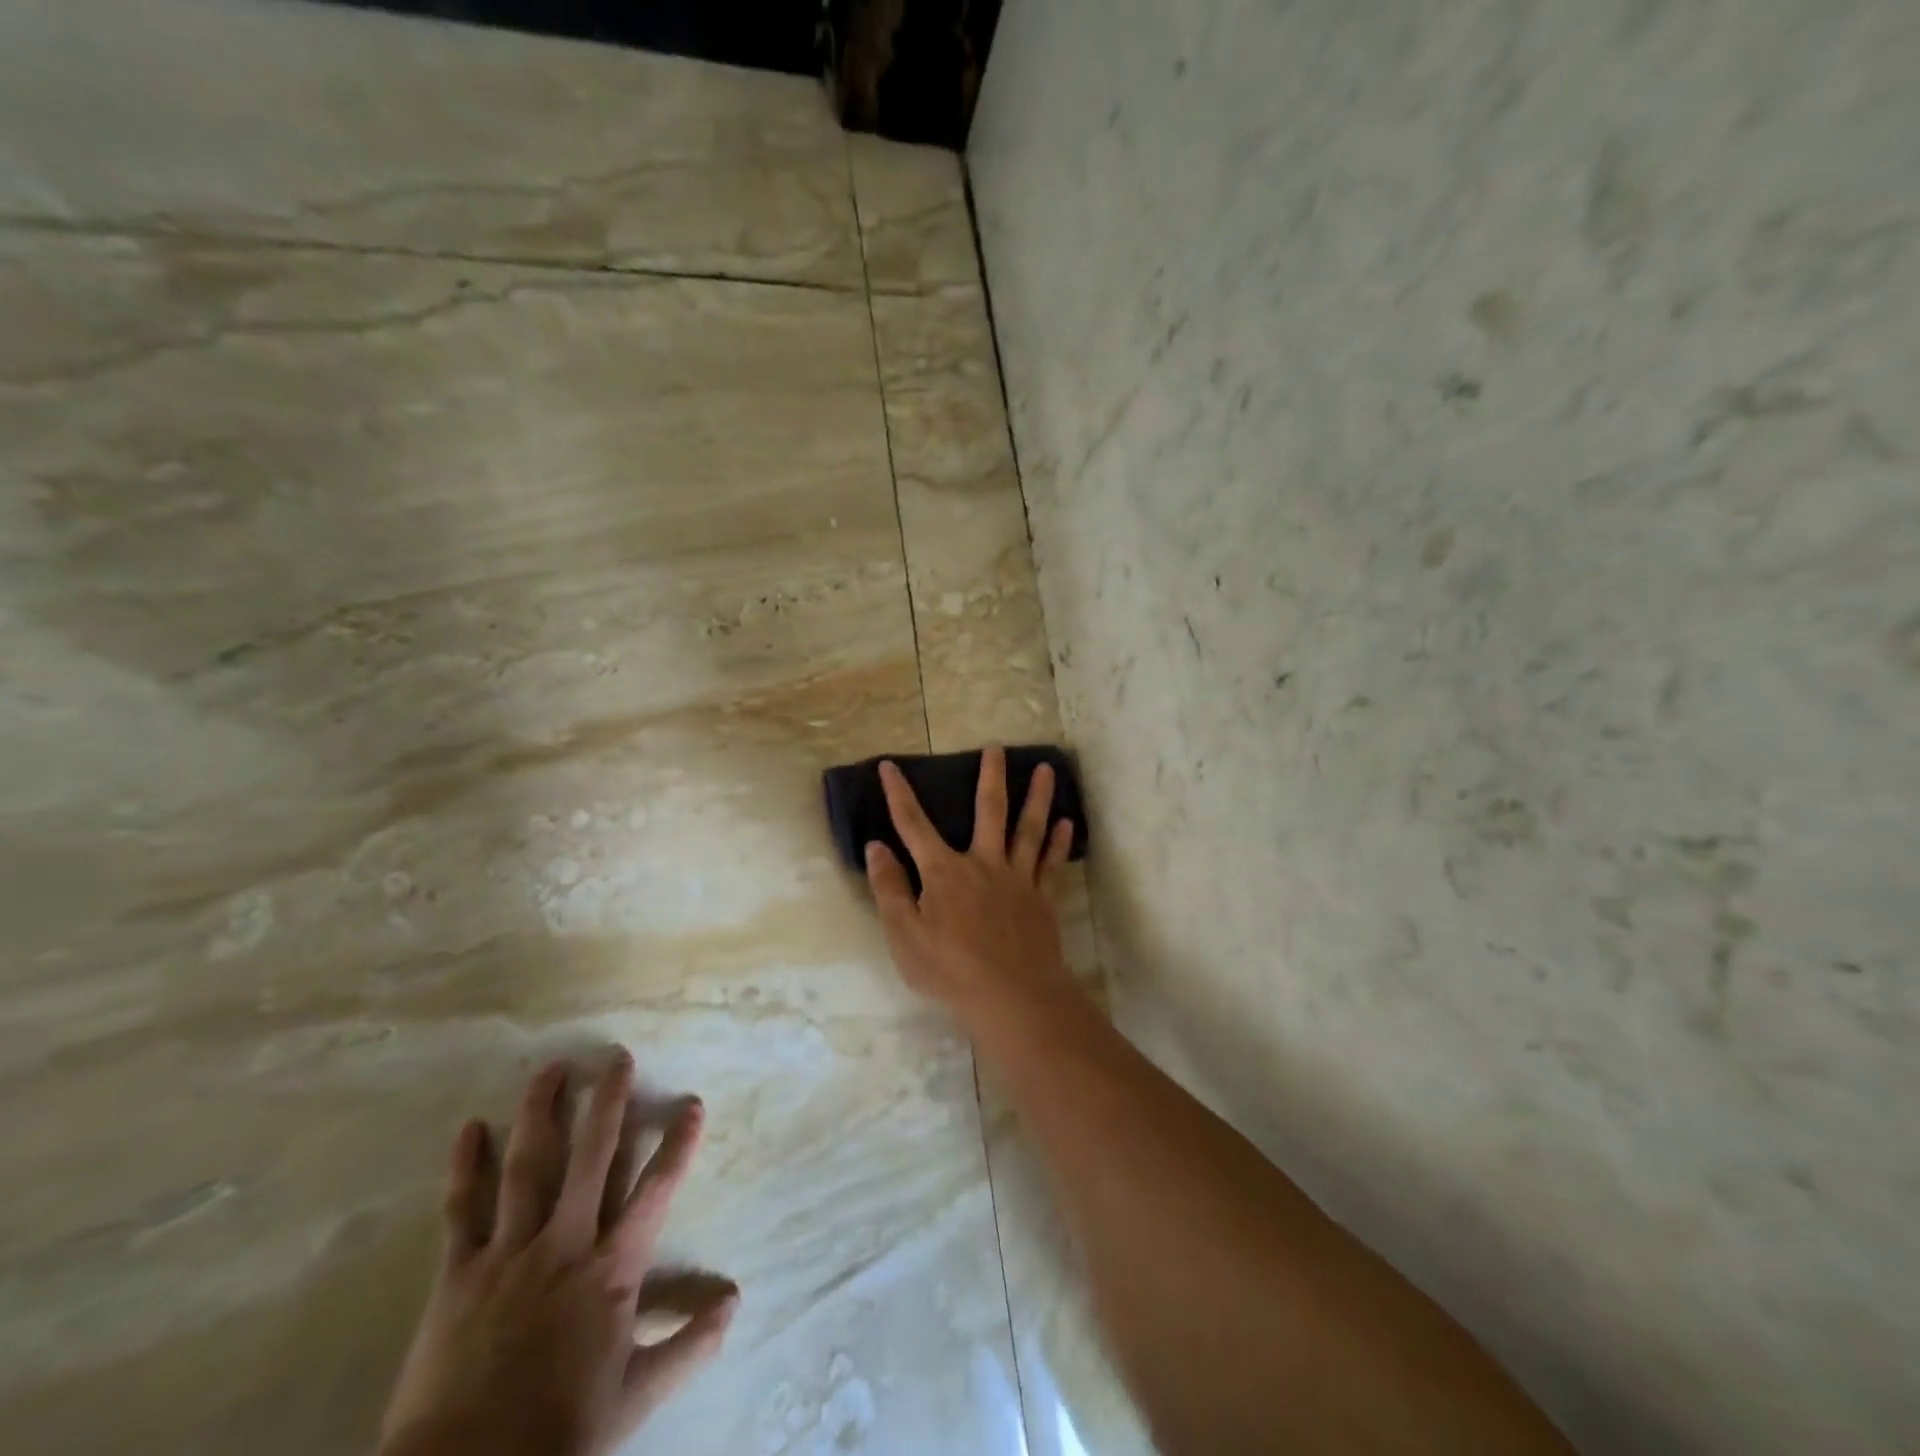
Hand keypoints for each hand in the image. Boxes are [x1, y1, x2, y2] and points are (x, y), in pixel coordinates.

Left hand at [378, 1054, 735, 1455]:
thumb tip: (735, 1299)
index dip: (677, 1144)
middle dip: (608, 1103)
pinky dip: (465, 1168)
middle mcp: (565, 1245)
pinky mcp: (459, 1274)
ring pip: (528, 1167)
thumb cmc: (559, 1432)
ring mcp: (509, 1254)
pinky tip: (470, 1128)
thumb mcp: (636, 1397)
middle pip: (590, 1158)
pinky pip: (463, 1210)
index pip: (655, 1191)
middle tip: (617, 1057)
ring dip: (541, 1113)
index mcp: (612, 1270)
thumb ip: (689, 1344)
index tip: (692, 1103)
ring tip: (551, 1069)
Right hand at [864, 745, 1078, 1028]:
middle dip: (990, 776)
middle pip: (989, 810)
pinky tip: (1066, 823)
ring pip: (1029, 828)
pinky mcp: (1042, 898)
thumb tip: (875, 847)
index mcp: (944, 872)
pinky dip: (1059, 841)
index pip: (914, 825)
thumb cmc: (950, 970)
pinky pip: (1051, 862)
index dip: (899, 794)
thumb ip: (889, 889)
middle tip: (997, 747)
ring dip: (1037, 797)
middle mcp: (983, 864)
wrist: (1011, 996)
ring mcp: (1017, 878)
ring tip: (1047, 769)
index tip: (890, 765)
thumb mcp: (904, 935)